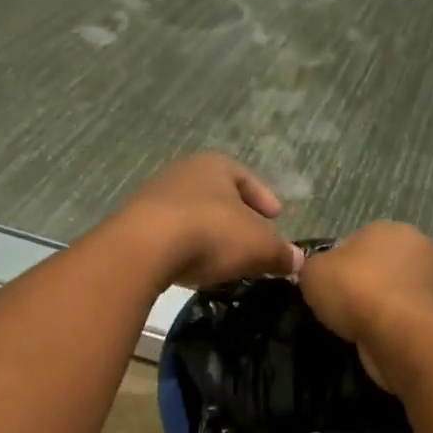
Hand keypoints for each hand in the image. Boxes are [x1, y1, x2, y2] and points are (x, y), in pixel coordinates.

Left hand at [115, 153, 301, 288]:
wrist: (144, 248)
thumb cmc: (211, 233)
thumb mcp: (259, 246)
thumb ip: (280, 252)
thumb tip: (298, 260)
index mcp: (215, 165)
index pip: (246, 178)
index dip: (264, 198)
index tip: (276, 216)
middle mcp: (183, 173)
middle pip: (217, 196)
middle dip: (236, 218)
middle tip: (251, 240)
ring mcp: (154, 197)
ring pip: (192, 215)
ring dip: (209, 234)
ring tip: (223, 259)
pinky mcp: (135, 225)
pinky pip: (170, 234)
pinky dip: (186, 248)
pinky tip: (194, 266)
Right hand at [299, 222, 432, 388]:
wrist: (402, 335)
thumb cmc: (356, 292)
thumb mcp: (313, 273)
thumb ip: (314, 266)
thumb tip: (321, 271)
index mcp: (389, 228)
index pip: (358, 242)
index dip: (341, 266)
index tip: (331, 289)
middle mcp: (420, 245)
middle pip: (384, 264)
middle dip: (369, 282)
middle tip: (346, 308)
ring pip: (401, 290)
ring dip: (387, 304)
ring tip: (365, 327)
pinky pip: (413, 315)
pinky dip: (401, 324)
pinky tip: (385, 338)